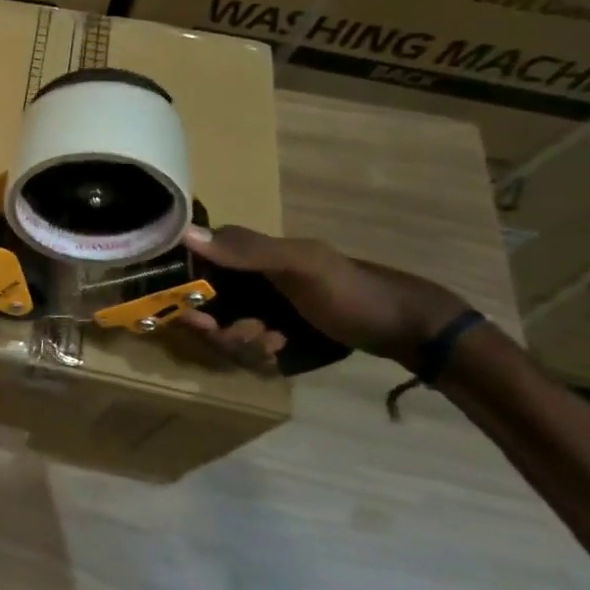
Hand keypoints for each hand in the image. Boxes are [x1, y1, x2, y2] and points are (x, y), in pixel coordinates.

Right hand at [175, 224, 468, 370]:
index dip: (183, 296)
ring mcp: (258, 310)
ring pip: (223, 335)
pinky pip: (245, 351)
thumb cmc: (350, 290)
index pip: (191, 270)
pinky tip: (283, 352)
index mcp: (242, 256)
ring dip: (243, 345)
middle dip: (220, 331)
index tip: (197, 318)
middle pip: (203, 311)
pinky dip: (259, 356)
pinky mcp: (272, 335)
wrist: (406, 329)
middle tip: (250, 334)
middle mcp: (243, 281)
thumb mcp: (301, 265)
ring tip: (276, 344)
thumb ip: (246, 250)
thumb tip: (184, 233)